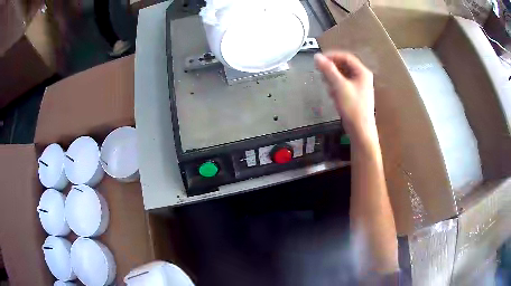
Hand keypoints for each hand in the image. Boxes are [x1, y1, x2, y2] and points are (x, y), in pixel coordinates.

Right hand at [314, 51, 374, 137]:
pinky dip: (336, 86)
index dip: (332, 56)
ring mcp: (359, 87)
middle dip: (331, 68)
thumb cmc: (352, 107)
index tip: (319, 60)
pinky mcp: (355, 95)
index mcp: (362, 72)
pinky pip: (344, 85)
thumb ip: (328, 70)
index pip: (346, 57)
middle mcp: (362, 77)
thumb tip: (317, 57)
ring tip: (326, 84)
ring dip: (333, 78)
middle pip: (344, 66)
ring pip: (343, 76)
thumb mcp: (339, 86)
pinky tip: (332, 94)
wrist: (360, 130)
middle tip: (320, 72)